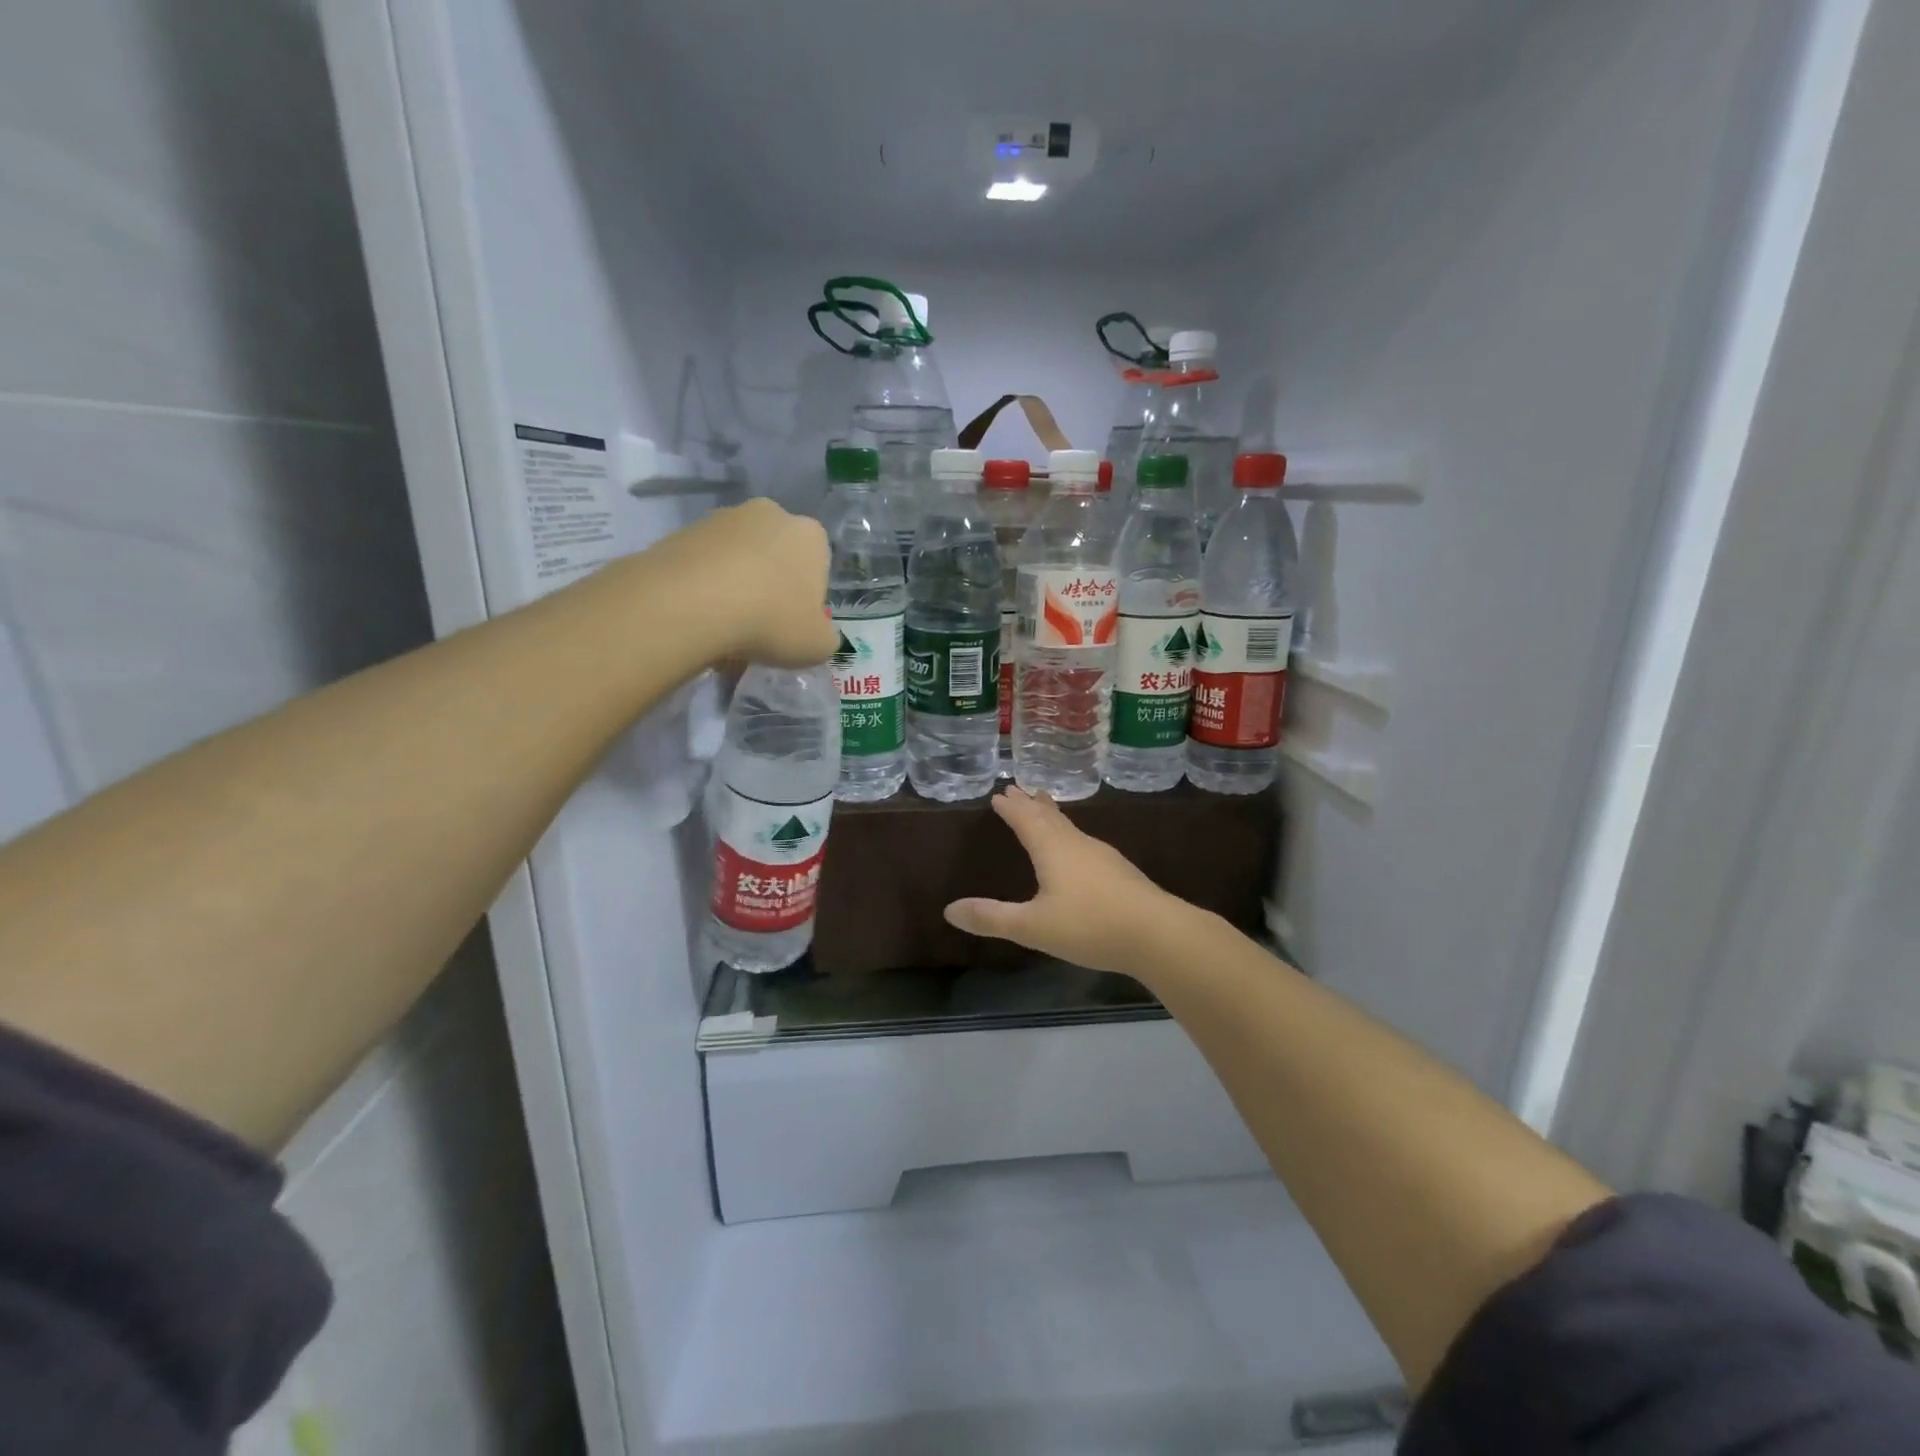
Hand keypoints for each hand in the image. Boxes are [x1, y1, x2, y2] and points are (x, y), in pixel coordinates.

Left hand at [643, 499, 834, 666]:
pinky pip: (703, 564)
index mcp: (811, 535)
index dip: (806, 598)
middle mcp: (770, 514)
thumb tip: (818, 634)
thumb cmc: (771, 621)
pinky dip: (703, 587)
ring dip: (735, 586)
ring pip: (737, 559)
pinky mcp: (683, 531)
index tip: (792, 625)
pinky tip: (698, 617)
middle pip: (776, 556)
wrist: (691, 604)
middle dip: (770, 586)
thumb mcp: (817, 646)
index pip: (818, 565)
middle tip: (760, 627)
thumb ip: (825, 638)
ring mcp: (723, 518)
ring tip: (723, 627)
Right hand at [943, 787, 1194, 979]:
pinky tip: (1078, 849)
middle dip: (1031, 803)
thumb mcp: (1032, 926)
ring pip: (1070, 828)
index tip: (999, 792)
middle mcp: (1077, 844)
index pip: (1026, 820)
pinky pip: (1084, 842)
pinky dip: (1070, 834)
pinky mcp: (1119, 871)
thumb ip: (991, 918)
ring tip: (1045, 807)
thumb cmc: (1089, 925)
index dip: (1011, 808)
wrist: (1157, 933)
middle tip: (1019, 787)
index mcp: (1052, 850)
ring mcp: (1102, 856)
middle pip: (1049, 817)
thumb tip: (949, 910)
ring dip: (1053, 815)